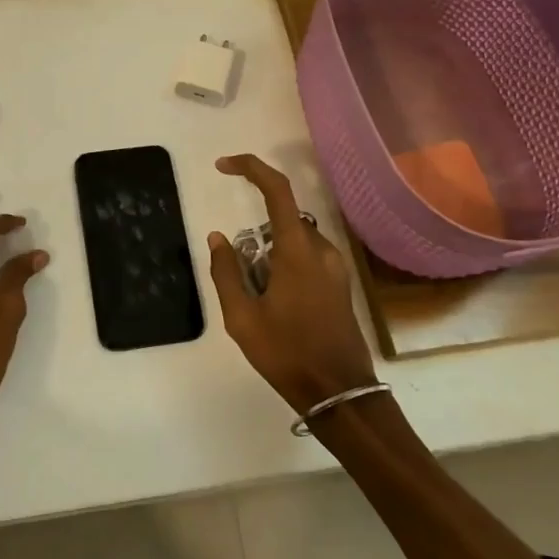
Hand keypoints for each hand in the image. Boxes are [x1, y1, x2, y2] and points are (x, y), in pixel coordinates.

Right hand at [206, 155, 376, 414]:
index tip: (223, 165)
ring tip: (259, 302)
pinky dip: (285, 267)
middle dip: (255, 239)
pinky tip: (278, 307)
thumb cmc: (287, 354)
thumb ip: (226, 272)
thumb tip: (218, 237)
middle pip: (282, 220)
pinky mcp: (340, 284)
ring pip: (293, 241)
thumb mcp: (242, 317)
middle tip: (242, 283)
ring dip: (270, 257)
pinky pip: (307, 258)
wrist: (339, 393)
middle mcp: (321, 249)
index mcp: (297, 251)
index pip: (277, 189)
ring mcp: (336, 267)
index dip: (250, 168)